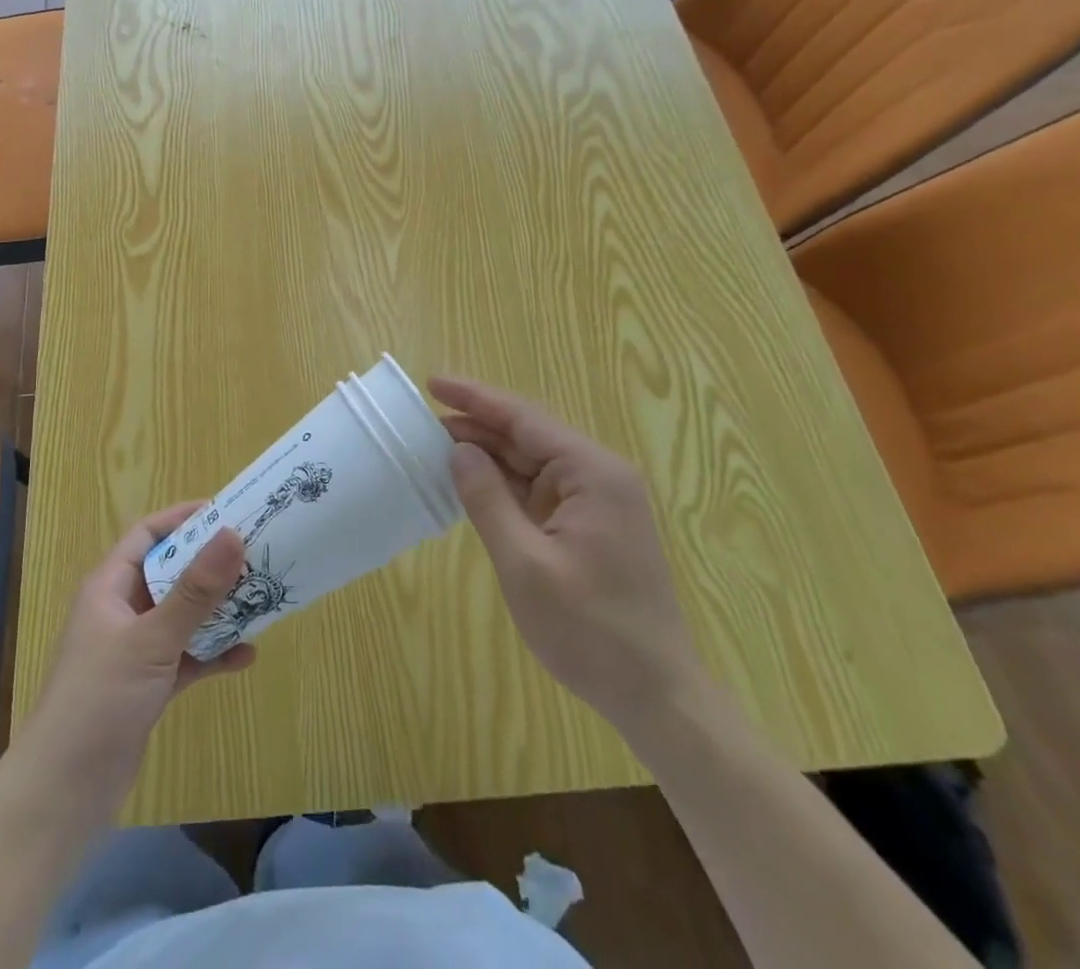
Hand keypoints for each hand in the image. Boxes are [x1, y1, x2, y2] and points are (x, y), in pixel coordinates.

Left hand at [22, 503, 253, 809]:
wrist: (62, 794)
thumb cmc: (99, 700)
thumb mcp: (151, 640)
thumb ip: (195, 591)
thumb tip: (233, 534)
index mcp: (110, 586)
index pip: (148, 534)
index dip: (184, 518)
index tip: (228, 512)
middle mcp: (122, 610)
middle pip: (171, 573)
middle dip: (211, 565)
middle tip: (256, 555)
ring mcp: (134, 649)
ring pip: (182, 615)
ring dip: (217, 609)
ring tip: (261, 599)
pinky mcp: (147, 685)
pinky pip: (186, 655)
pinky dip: (212, 653)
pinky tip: (246, 656)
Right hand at [430, 375, 706, 731]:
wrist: (656, 697)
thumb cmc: (590, 631)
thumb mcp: (525, 564)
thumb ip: (487, 500)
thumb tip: (458, 450)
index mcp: (592, 473)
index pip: (524, 419)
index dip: (476, 398)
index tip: (433, 382)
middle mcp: (598, 476)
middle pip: (528, 436)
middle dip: (476, 426)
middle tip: (423, 423)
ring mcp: (595, 502)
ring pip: (531, 463)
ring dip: (488, 456)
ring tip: (436, 446)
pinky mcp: (588, 526)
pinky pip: (538, 491)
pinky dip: (503, 485)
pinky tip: (470, 483)